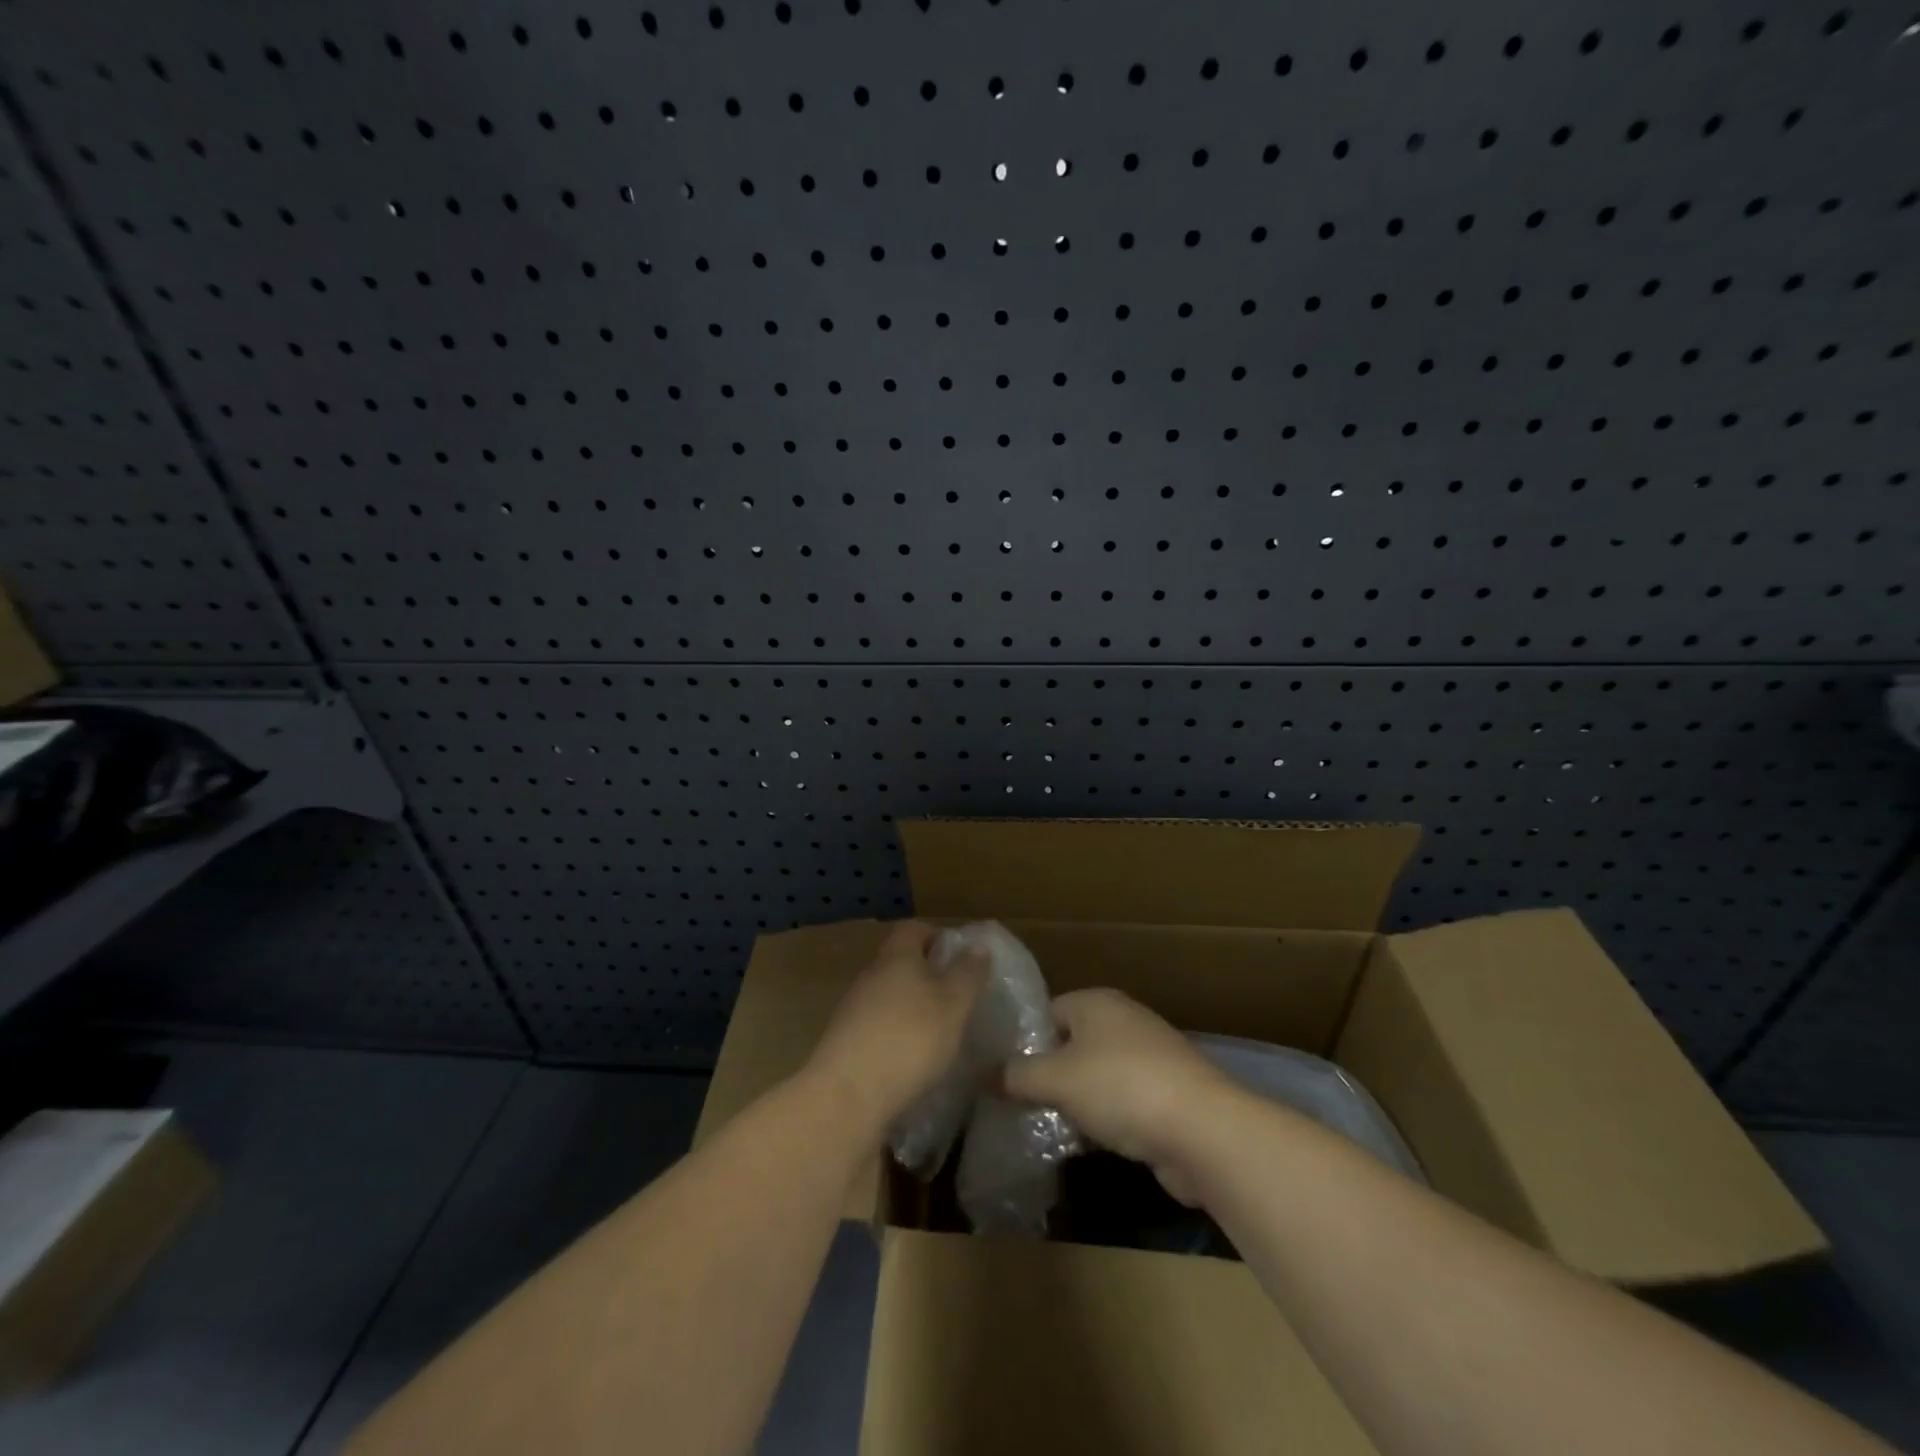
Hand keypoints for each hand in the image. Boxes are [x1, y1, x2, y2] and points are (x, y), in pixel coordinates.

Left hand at [803, 921, 987, 1138]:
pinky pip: (878, 1028)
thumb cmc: (909, 1039)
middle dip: (927, 974)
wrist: (847, 1097)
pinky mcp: (846, 1044)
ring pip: (888, 996)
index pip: (913, 929)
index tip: (960, 955)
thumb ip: (967, 973)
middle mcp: (870, 976)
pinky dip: (897, 1036)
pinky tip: (914, 1060)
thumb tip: (977, 944)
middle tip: (957, 996)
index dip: (937, 935)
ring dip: (912, 1008)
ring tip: (940, 1031)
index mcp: (896, 957)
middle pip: (899, 962)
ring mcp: (853, 1011)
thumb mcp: (953, 1004)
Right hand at [1002, 989, 1234, 1203]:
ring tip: (1046, 1126)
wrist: (1203, 1130)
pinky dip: (1106, 1118)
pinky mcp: (1167, 1093)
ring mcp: (1150, 1056)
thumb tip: (986, 1074)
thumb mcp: (1056, 1079)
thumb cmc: (1121, 1088)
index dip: (1023, 1041)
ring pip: (1097, 1074)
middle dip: (1048, 1074)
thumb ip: (1017, 1075)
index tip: (1001, 1073)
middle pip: (1072, 1044)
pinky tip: (1089, 1142)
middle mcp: (1124, 1020)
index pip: (1047, 1012)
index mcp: (1096, 1002)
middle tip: (1018, 1103)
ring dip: (1076, 1100)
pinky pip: (1122, 1100)